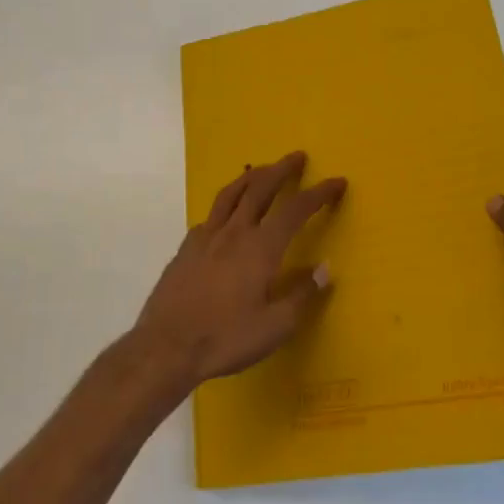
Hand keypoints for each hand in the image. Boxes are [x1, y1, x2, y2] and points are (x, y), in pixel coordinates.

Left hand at [132, 151, 346, 389]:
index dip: (319, 193)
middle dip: (282, 170)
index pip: (296, 209)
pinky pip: (210, 216)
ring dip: (251, 177)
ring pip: (230, 194)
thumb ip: (301, 295)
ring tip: (262, 170)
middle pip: (260, 189)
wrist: (165, 347)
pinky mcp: (186, 249)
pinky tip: (226, 214)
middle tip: (297, 156)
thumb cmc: (225, 339)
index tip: (337, 181)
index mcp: (260, 248)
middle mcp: (234, 233)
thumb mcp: (274, 327)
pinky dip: (225, 205)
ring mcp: (205, 238)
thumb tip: (325, 269)